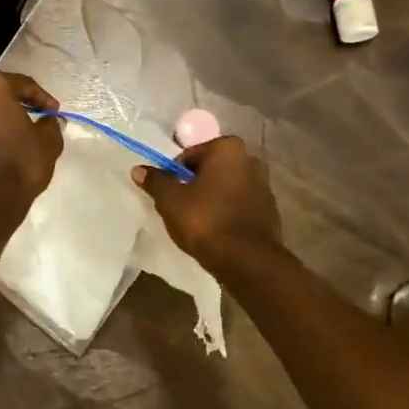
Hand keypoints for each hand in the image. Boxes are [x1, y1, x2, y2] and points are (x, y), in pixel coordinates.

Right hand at [133, 136, 282, 274]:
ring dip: (213, 198)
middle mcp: (250, 160)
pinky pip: (240, 206)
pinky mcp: (270, 211)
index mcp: (227, 148)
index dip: (175, 174)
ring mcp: (264, 186)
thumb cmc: (205, 220)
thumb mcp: (170, 200)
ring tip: (198, 222)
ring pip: (227, 188)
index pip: (190, 155)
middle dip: (196, 184)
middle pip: (211, 170)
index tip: (170, 195)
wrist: (246, 260)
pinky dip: (228, 213)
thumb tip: (139, 169)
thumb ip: (156, 181)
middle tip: (181, 207)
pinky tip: (217, 231)